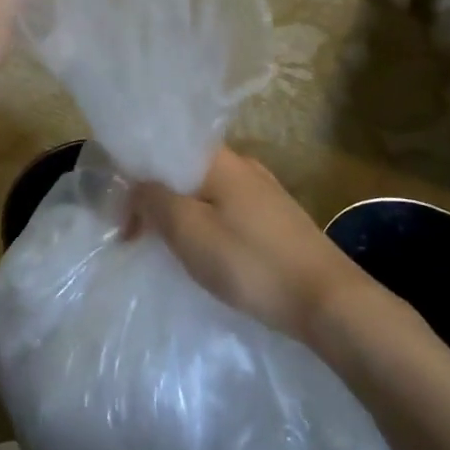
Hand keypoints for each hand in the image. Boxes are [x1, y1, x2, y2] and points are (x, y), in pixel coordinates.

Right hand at [133, 148, 374, 341]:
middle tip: (135, 238)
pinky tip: (204, 254)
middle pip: (184, 171)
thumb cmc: (250, 261)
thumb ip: (154, 200)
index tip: (121, 215)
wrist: (327, 299)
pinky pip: (226, 212)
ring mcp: (263, 192)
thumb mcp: (189, 230)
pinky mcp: (276, 220)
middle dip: (155, 200)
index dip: (135, 176)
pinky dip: (205, 227)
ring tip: (165, 249)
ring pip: (205, 194)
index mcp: (220, 160)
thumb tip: (137, 184)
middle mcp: (243, 166)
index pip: (164, 149)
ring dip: (179, 216)